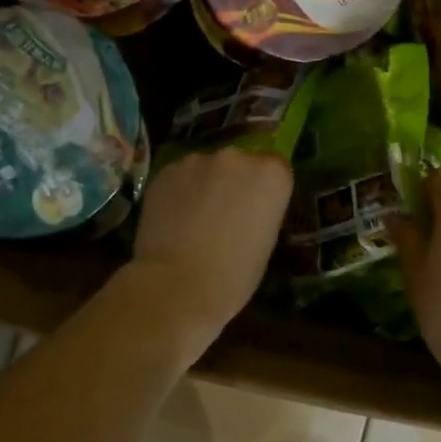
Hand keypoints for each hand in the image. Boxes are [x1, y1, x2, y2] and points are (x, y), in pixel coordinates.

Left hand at [127, 148, 292, 347]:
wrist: (178, 284)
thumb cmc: (234, 275)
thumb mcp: (266, 241)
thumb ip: (261, 210)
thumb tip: (246, 207)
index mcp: (271, 173)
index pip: (275, 167)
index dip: (264, 188)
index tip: (256, 209)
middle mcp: (236, 157)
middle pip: (239, 162)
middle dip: (233, 182)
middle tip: (224, 214)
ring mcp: (197, 160)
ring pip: (205, 168)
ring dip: (204, 185)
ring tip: (194, 219)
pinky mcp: (165, 171)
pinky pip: (178, 177)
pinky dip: (178, 193)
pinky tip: (173, 220)